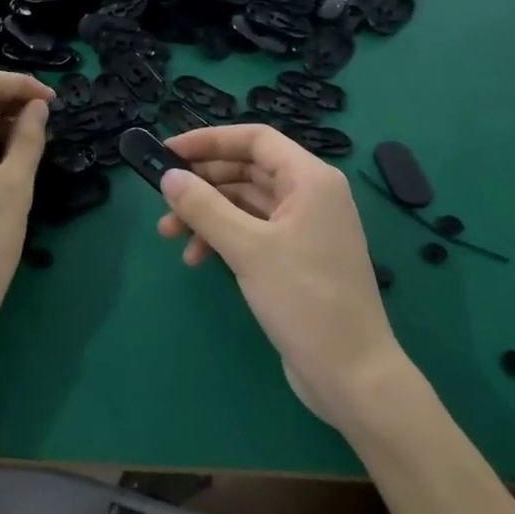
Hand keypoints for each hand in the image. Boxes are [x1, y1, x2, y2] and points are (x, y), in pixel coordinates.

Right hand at [156, 125, 407, 425]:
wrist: (351, 374)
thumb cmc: (305, 300)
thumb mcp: (248, 249)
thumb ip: (204, 208)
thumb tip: (168, 176)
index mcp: (310, 180)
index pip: (255, 139)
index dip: (209, 140)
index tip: (168, 151)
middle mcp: (310, 195)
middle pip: (247, 170)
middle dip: (202, 184)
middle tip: (163, 200)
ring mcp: (304, 228)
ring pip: (245, 203)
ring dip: (207, 214)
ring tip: (170, 237)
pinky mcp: (296, 257)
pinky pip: (252, 231)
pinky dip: (224, 239)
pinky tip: (198, 260)